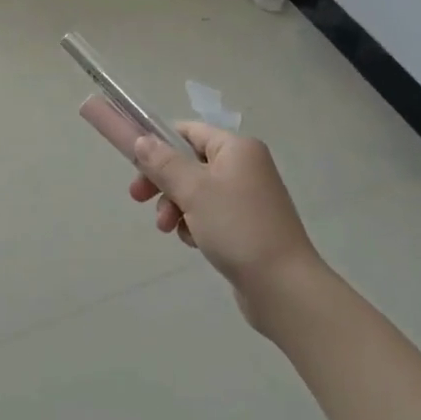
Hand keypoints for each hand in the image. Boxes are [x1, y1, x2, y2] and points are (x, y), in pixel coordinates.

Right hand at [129, 124, 323, 332]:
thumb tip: (141, 140)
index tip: (136, 165)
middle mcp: (245, 166)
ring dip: (176, 206)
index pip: (189, 131)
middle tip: (138, 199)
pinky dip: (196, 224)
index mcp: (237, 148)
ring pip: (197, 191)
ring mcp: (248, 198)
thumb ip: (163, 163)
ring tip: (168, 229)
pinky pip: (211, 214)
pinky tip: (194, 242)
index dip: (160, 143)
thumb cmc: (237, 227)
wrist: (284, 288)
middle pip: (190, 163)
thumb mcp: (194, 190)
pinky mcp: (248, 226)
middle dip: (163, 182)